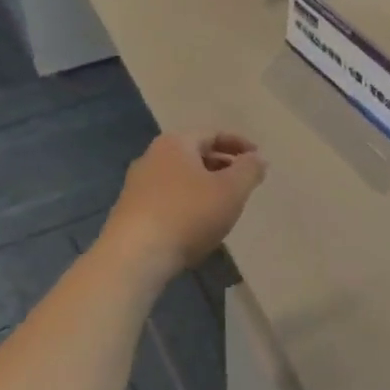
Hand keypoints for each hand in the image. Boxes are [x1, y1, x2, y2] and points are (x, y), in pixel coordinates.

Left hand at [101, 133, 266, 280]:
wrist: (134, 257)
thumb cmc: (188, 214)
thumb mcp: (231, 190)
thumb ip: (249, 170)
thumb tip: (258, 158)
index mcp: (176, 143)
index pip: (213, 133)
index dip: (240, 144)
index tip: (258, 159)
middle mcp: (152, 157)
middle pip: (195, 154)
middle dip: (222, 165)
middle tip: (244, 181)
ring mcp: (137, 185)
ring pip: (181, 177)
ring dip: (205, 186)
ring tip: (224, 204)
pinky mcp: (131, 211)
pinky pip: (168, 198)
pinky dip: (188, 203)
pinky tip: (198, 223)